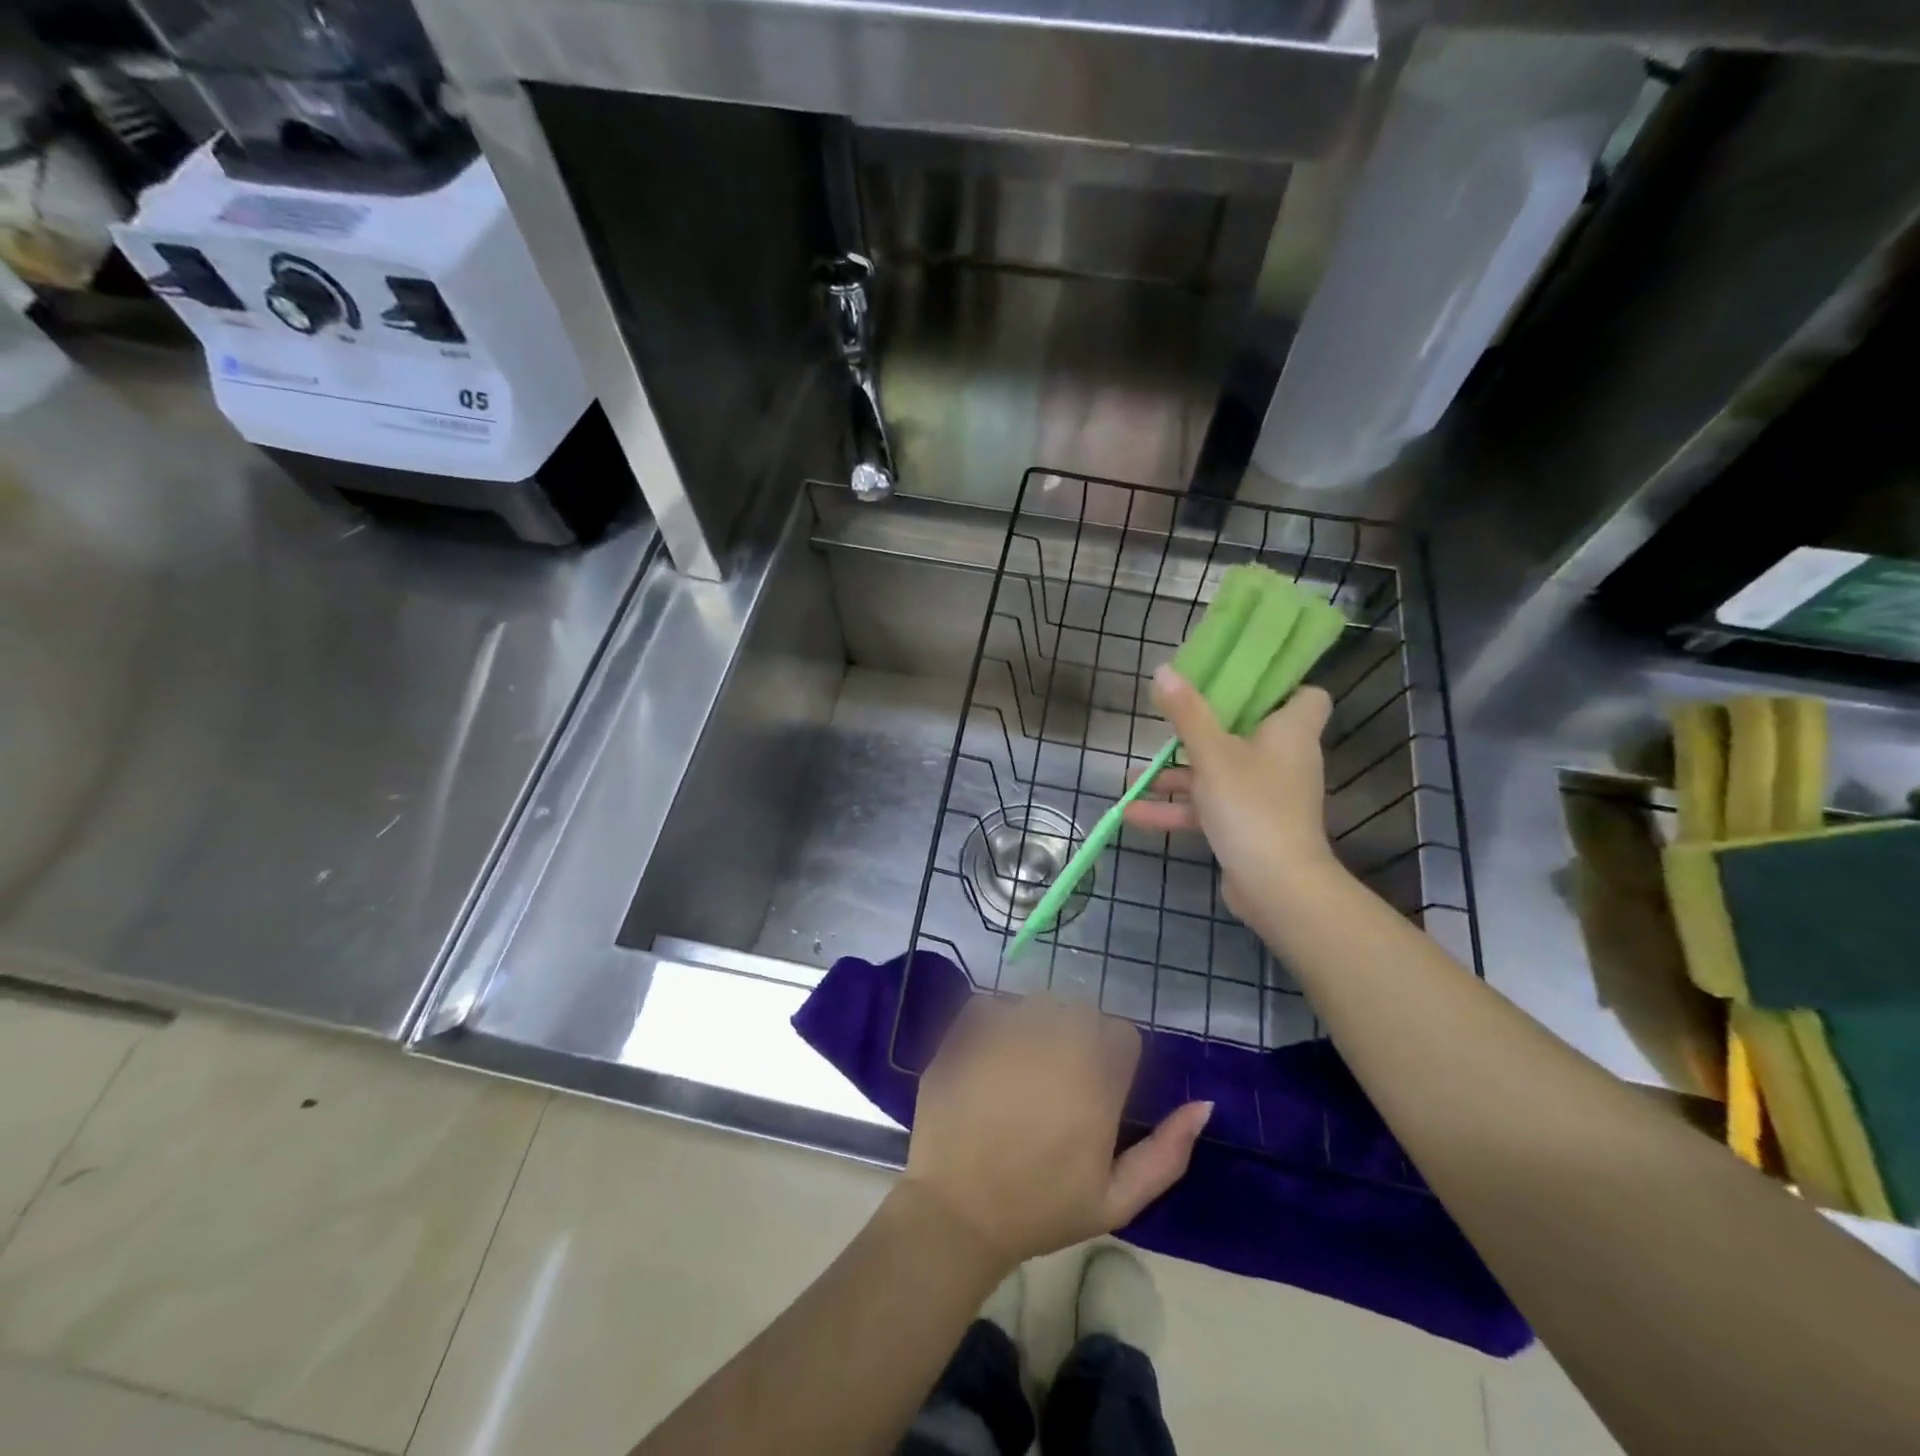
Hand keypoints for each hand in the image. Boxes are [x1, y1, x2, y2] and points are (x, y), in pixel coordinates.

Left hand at [901, 996, 1211, 1271]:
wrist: (955, 1212)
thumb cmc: (1040, 1210)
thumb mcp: (1115, 1201)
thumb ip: (1167, 1153)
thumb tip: (1204, 1105)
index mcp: (1096, 1083)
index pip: (1122, 1034)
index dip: (1114, 1056)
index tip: (1099, 1085)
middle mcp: (1056, 1046)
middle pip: (1082, 1010)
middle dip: (1078, 1035)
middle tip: (1059, 1076)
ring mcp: (1008, 1034)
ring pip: (1038, 1002)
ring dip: (1038, 1023)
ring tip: (1024, 1064)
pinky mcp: (967, 1032)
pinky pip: (991, 1004)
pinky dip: (994, 1021)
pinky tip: (989, 1056)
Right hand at [1123, 665, 1337, 927]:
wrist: (1276, 885)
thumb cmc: (1251, 805)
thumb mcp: (1211, 753)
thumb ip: (1187, 713)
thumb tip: (1164, 669)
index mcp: (1290, 732)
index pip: (1306, 696)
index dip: (1277, 686)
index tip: (1235, 682)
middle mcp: (1284, 760)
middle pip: (1249, 732)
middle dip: (1204, 730)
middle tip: (1172, 720)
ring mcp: (1266, 796)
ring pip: (1220, 773)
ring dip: (1178, 776)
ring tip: (1133, 776)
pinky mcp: (1250, 826)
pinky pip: (1211, 807)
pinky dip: (1178, 809)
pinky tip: (1134, 813)